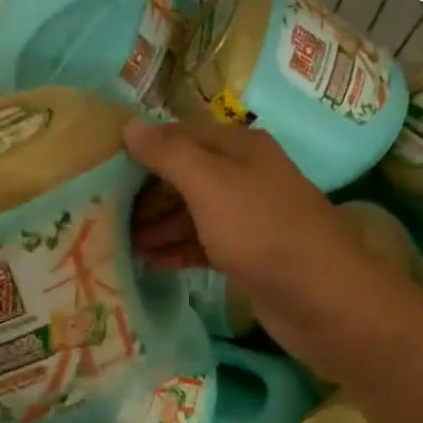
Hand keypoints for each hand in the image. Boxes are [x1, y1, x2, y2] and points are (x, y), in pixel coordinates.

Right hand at [125, 119, 382, 377]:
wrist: (321, 297)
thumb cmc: (262, 232)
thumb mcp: (211, 185)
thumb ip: (170, 154)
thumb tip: (130, 125)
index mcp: (239, 147)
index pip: (179, 136)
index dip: (142, 150)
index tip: (101, 170)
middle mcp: (244, 175)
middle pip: (183, 176)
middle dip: (145, 194)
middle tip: (102, 214)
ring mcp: (247, 217)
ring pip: (191, 213)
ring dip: (156, 226)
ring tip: (118, 244)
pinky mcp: (247, 255)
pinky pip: (202, 244)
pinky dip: (176, 250)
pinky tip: (150, 262)